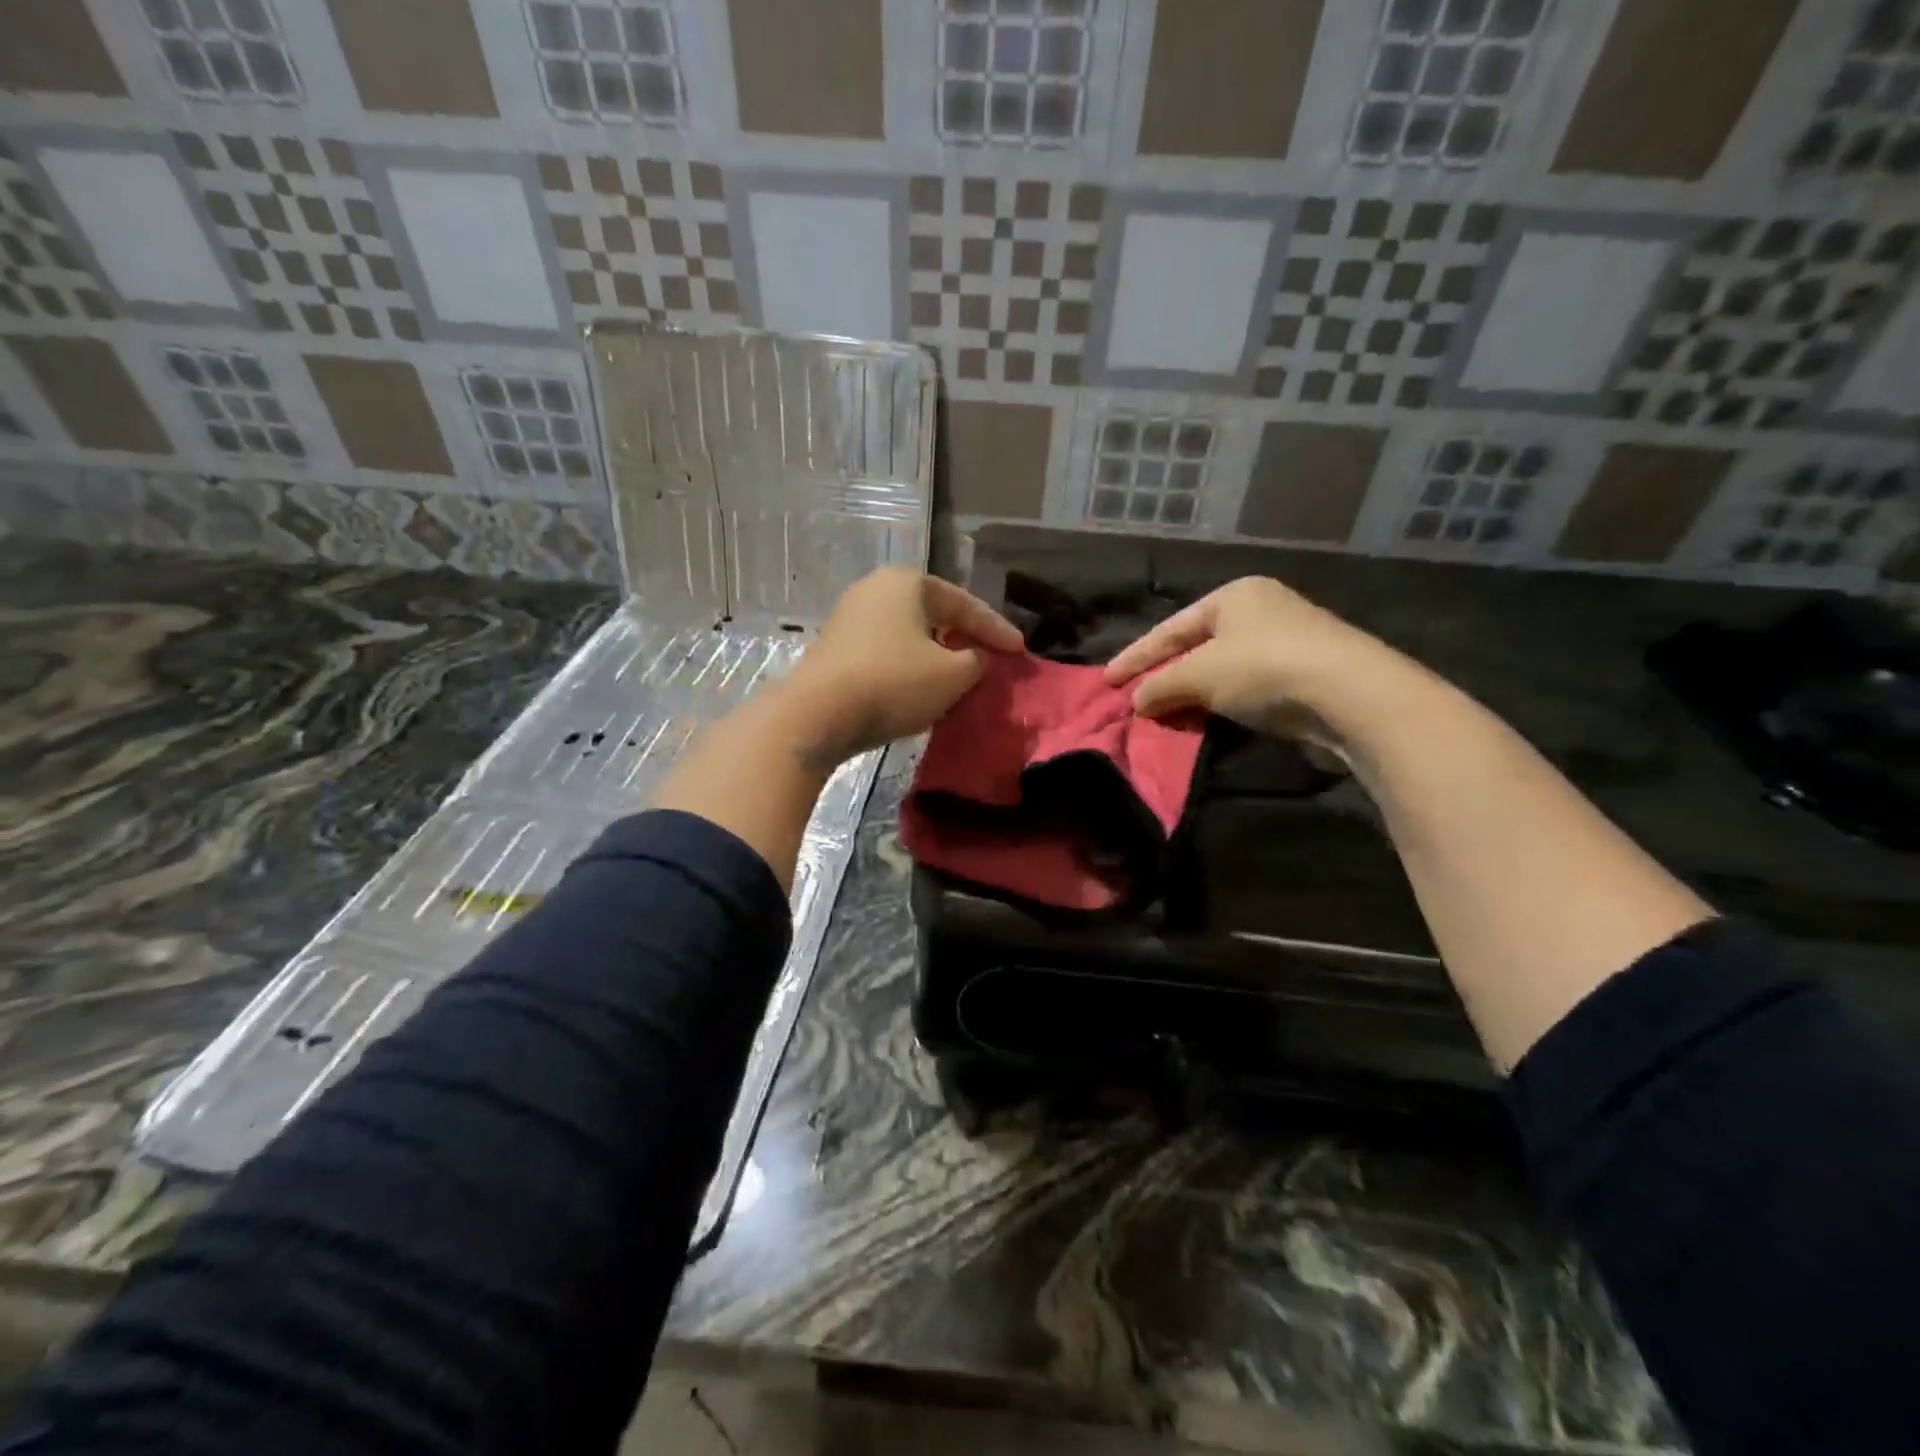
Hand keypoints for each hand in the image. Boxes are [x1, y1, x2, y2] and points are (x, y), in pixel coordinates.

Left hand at [782, 567, 1022, 761]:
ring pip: (909, 635)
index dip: (996, 629)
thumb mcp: (952, 675)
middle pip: (934, 615)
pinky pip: (886, 652)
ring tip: (959, 676)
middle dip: (964, 638)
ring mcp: (849, 618)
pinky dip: (910, 666)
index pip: (964, 604)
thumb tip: (976, 658)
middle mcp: (875, 590)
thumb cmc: (893, 683)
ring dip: (936, 655)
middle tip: (990, 659)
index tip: (1021, 651)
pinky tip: (921, 687)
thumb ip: (977, 661)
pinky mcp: (835, 648)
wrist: (817, 714)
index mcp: (907, 583)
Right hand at [1103, 577, 1399, 737]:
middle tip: (1134, 700)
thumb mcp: (1200, 674)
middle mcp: (1260, 611)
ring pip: (1221, 671)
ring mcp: (1285, 643)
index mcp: (1234, 596)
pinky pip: (1245, 689)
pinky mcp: (1303, 676)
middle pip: (1196, 647)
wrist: (1349, 694)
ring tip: (1163, 716)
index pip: (1170, 628)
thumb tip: (1136, 701)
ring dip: (1191, 695)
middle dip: (1164, 676)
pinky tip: (1204, 722)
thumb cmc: (1263, 668)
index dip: (1136, 656)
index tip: (1106, 680)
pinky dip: (1220, 704)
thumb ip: (1161, 686)